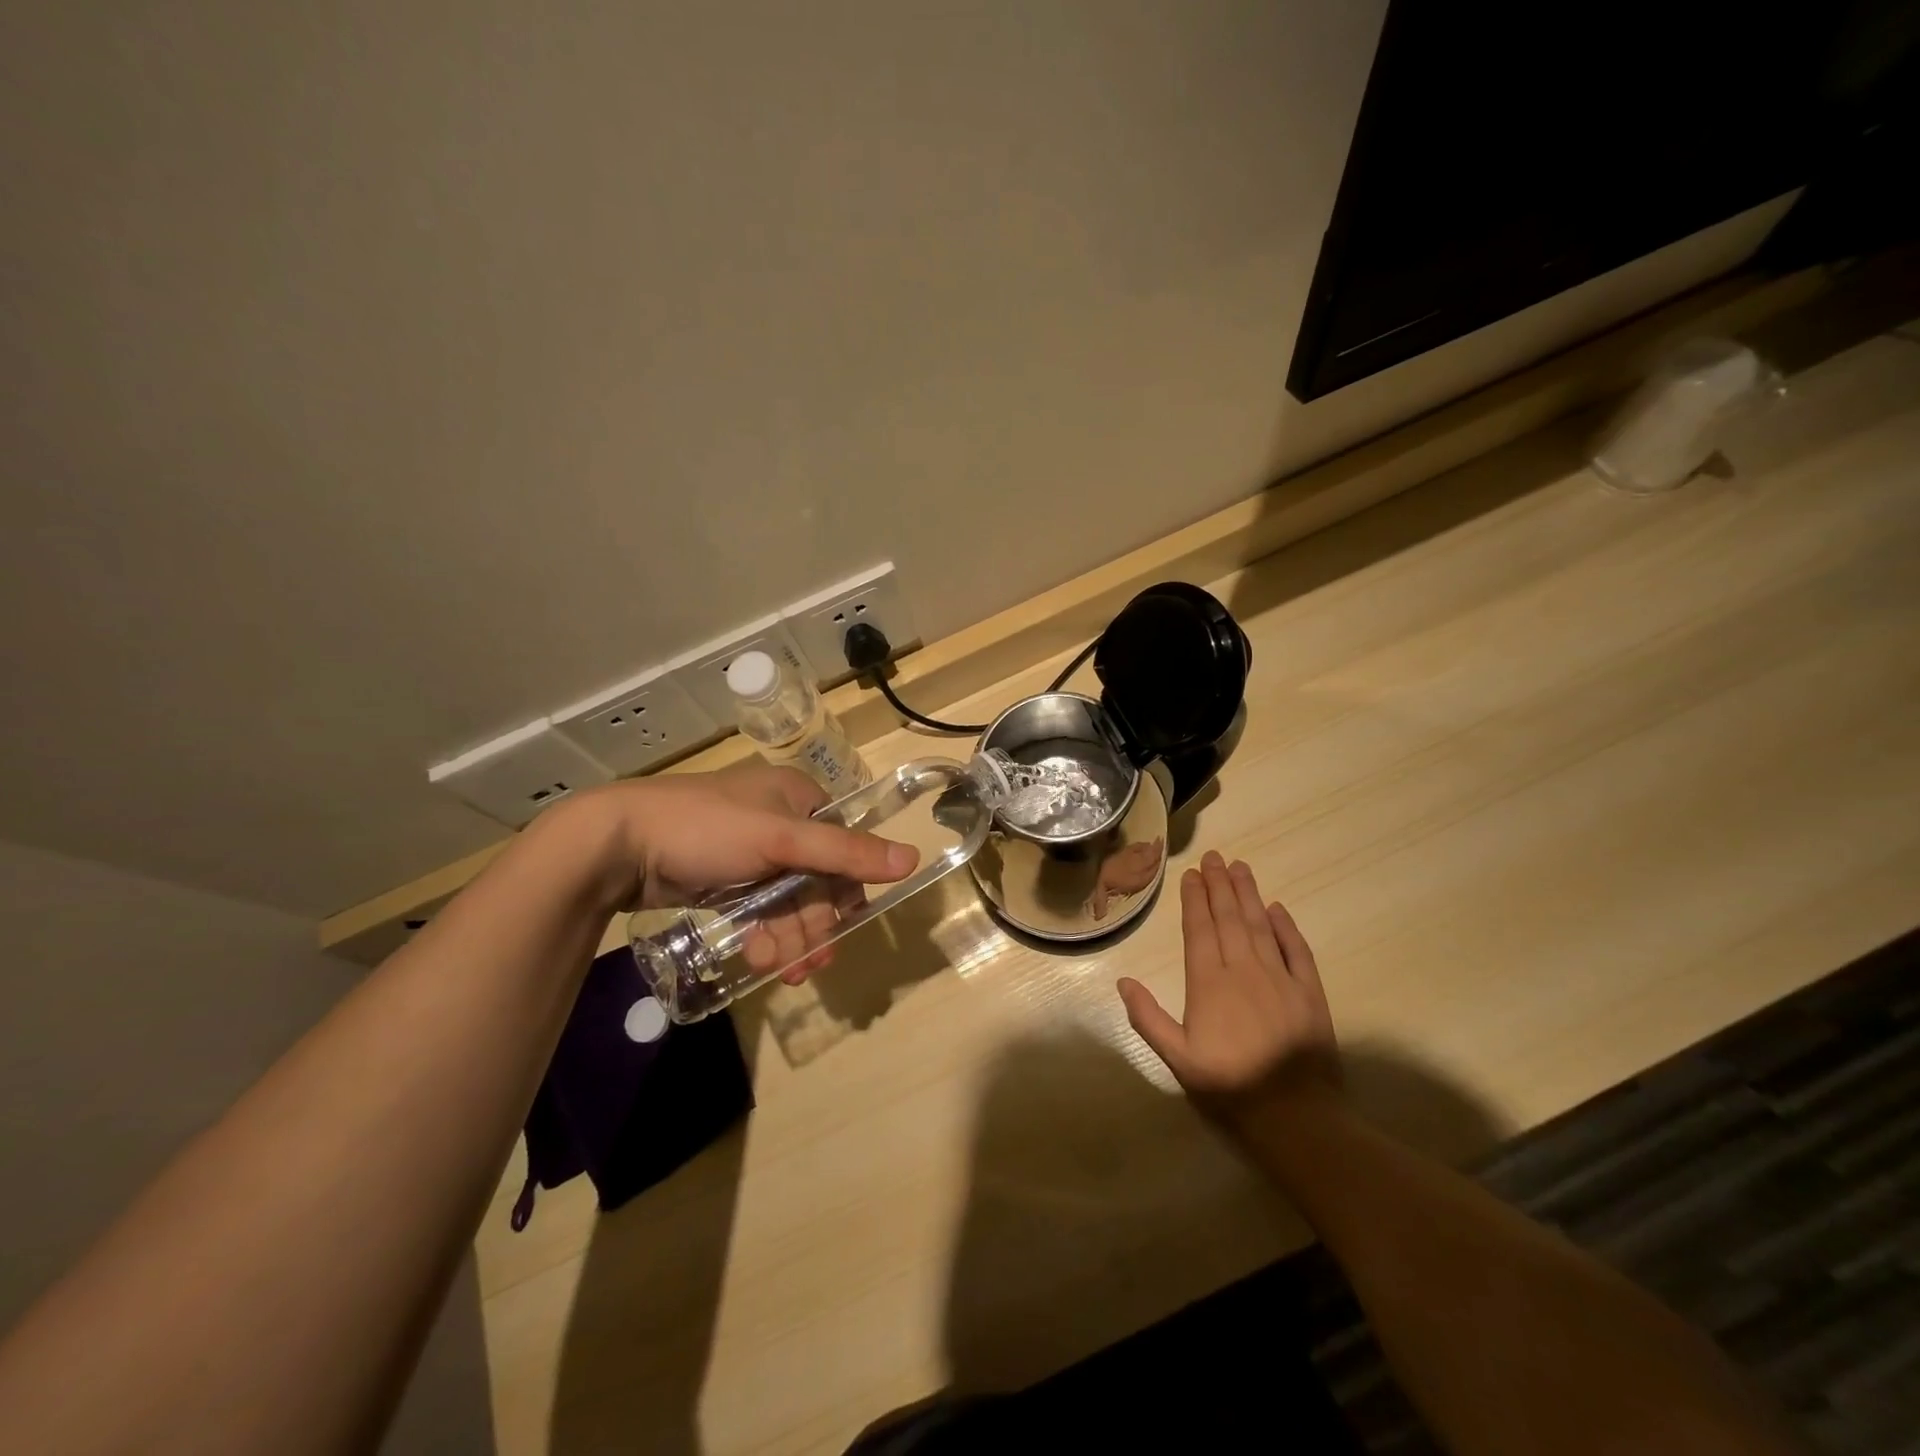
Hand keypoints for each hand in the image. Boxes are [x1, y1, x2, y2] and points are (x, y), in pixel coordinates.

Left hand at [573, 763, 917, 979]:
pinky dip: (765, 934)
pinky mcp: (726, 879)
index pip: (845, 845)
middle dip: (813, 924)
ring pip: (789, 901)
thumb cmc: (707, 828)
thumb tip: (912, 858)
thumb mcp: (780, 839)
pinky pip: (761, 910)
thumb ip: (845, 852)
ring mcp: (752, 853)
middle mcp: (781, 822)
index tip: (844, 928)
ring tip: (780, 969)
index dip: (848, 890)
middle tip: (807, 965)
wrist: (618, 844)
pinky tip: (759, 958)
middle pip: (818, 881)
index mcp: (800, 799)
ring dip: (791, 937)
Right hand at [1117, 851, 1338, 1127]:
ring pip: (1260, 925)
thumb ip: (1148, 1018)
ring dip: (1248, 894)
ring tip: (1240, 867)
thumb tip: (1123, 980)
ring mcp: (1280, 978)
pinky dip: (1286, 927)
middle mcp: (1244, 969)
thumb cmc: (1229, 1086)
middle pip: (1229, 918)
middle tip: (1214, 857)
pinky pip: (1297, 950)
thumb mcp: (1177, 1059)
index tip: (1191, 874)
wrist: (1296, 1117)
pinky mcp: (1310, 993)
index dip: (1194, 899)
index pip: (1200, 929)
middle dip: (1219, 885)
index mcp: (1209, 983)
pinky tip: (1277, 908)